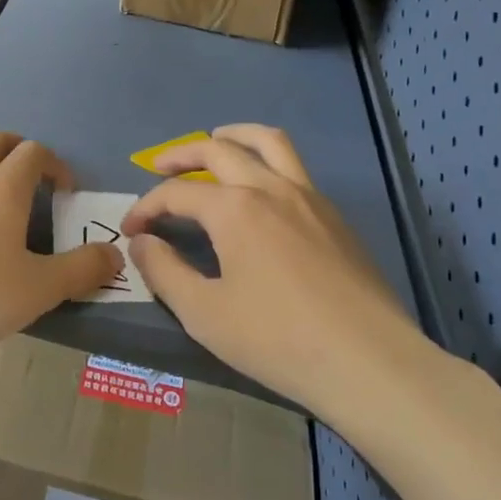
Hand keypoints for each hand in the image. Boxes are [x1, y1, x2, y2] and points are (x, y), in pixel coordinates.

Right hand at [121, 124, 436, 414]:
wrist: (369, 363)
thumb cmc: (278, 340)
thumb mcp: (205, 314)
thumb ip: (164, 271)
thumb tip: (141, 242)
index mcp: (234, 209)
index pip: (176, 193)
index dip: (147, 208)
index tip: (131, 230)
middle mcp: (269, 188)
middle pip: (217, 150)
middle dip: (181, 155)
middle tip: (159, 168)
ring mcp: (308, 197)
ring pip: (268, 142)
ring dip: (234, 136)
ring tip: (215, 141)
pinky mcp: (334, 215)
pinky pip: (294, 167)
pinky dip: (267, 161)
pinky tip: (260, 191)